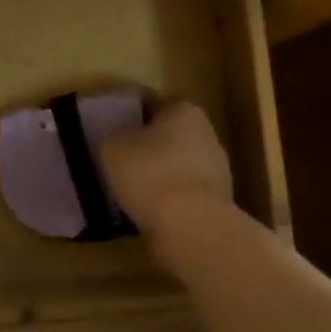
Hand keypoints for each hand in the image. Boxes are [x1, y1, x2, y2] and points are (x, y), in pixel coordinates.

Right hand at [99, 101, 234, 261]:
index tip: (111, 131)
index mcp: (183, 110)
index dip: (129, 115)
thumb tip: (116, 141)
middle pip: (169, 134)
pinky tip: (149, 212)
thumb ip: (112, 138)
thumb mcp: (112, 149)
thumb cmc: (150, 174)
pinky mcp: (218, 201)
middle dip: (147, 146)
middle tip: (119, 160)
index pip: (152, 103)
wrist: (192, 227)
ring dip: (159, 174)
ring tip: (130, 191)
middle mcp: (206, 133)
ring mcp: (217, 169)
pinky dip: (169, 200)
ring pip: (178, 165)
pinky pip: (185, 193)